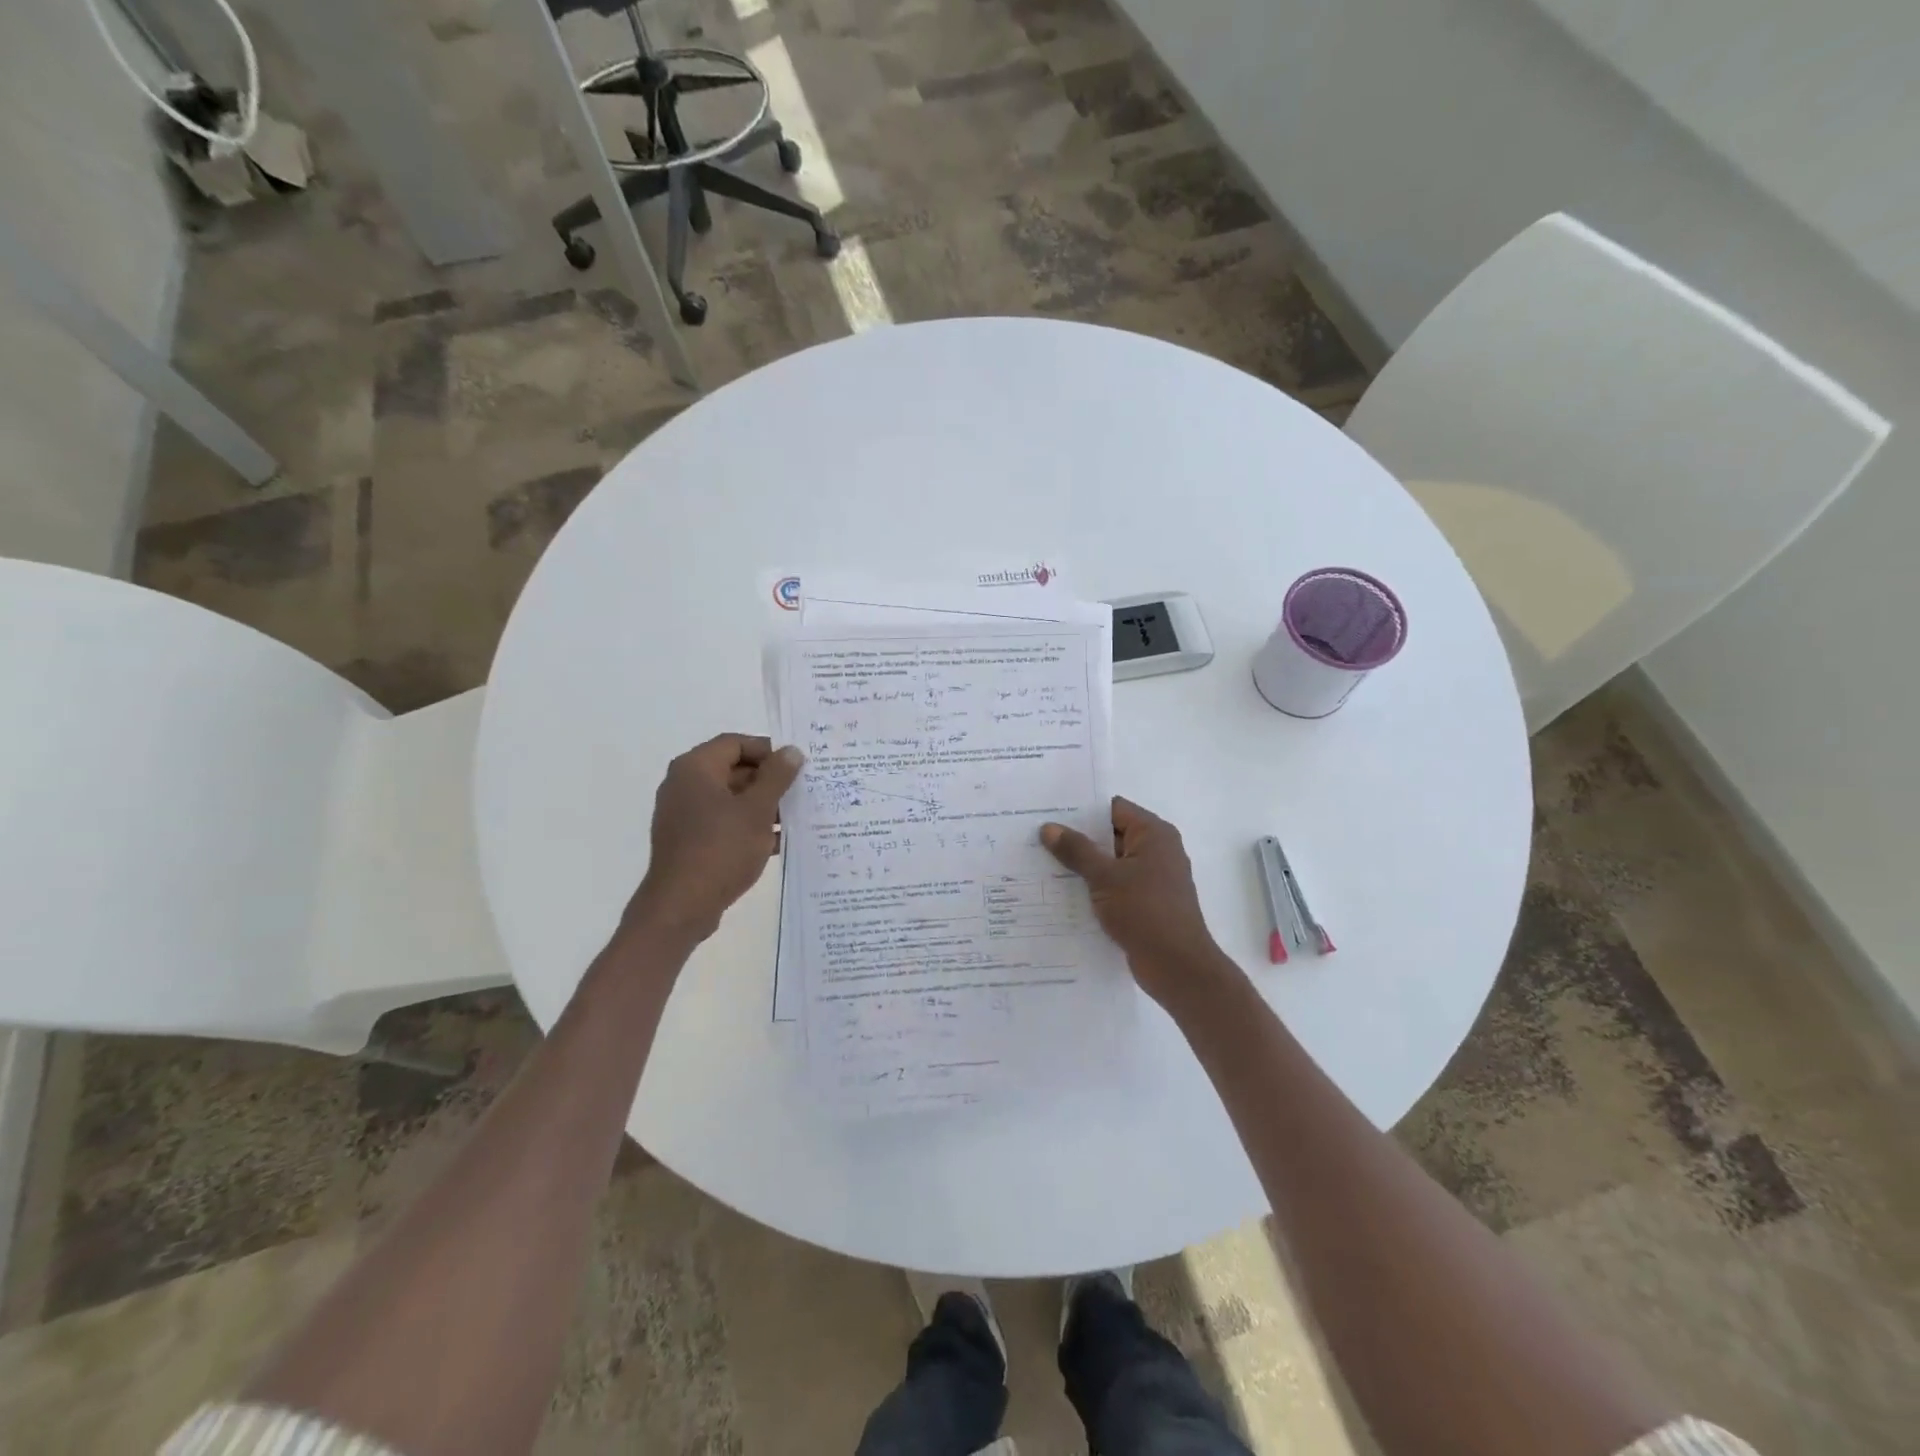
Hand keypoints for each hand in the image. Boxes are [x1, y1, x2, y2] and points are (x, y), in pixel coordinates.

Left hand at [624, 734, 803, 945]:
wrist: (681, 906)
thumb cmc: (721, 849)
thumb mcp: (757, 810)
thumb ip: (776, 777)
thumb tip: (791, 751)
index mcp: (695, 768)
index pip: (736, 743)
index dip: (769, 751)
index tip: (797, 767)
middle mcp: (684, 785)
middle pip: (733, 770)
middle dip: (769, 781)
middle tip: (802, 792)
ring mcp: (684, 814)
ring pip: (730, 799)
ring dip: (762, 806)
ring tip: (795, 818)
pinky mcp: (688, 840)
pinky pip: (723, 822)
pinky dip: (748, 826)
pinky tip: (776, 842)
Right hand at [1040, 797, 1234, 1008]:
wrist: (1177, 966)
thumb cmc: (1144, 911)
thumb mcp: (1104, 877)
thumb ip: (1076, 850)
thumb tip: (1049, 827)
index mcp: (1154, 834)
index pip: (1113, 809)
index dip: (1081, 810)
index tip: (1049, 813)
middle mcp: (1157, 850)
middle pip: (1111, 835)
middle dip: (1077, 839)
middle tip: (1038, 838)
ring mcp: (1153, 878)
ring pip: (1111, 863)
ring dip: (1084, 866)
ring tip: (1042, 864)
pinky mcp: (1147, 903)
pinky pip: (1115, 886)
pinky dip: (1094, 888)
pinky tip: (1064, 894)